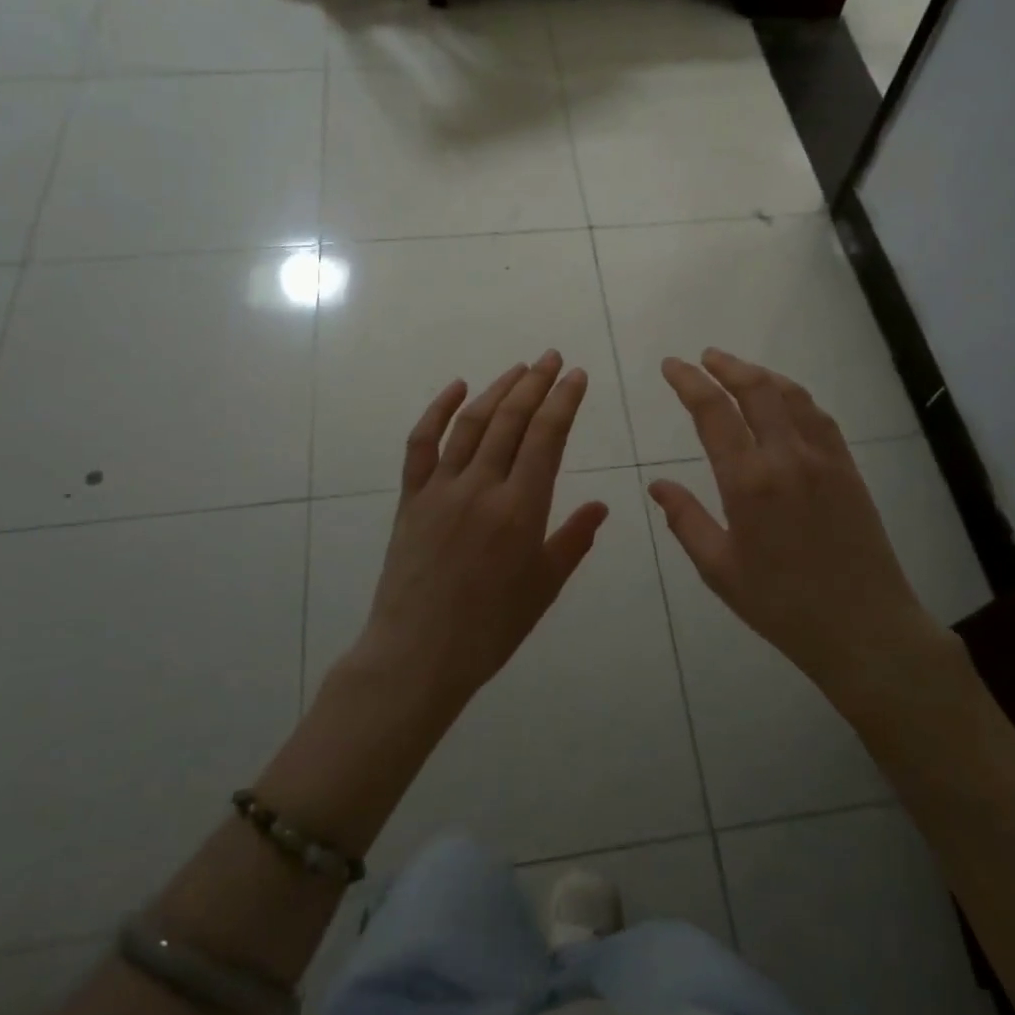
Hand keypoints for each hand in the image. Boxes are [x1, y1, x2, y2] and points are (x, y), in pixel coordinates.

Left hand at [352, 351, 609, 714]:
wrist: (417, 655)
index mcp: (521, 509)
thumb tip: (602, 507)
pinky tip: (457, 387)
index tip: (576, 375)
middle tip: (552, 358)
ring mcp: (442, 488)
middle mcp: (482, 487)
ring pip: (472, 423)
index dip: (564, 400)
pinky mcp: (412, 498)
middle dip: (535, 383)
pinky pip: (422, 444)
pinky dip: (437, 411)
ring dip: (498, 390)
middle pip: (512, 420)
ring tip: (519, 368)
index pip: (547, 437)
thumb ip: (573, 541)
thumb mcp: (543, 587)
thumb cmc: (490, 628)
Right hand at [647, 349, 949, 708]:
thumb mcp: (719, 570)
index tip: (672, 366)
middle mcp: (787, 457)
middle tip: (704, 357)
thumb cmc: (782, 605)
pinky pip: (819, 417)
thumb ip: (686, 520)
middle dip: (726, 366)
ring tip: (738, 370)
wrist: (864, 628)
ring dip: (761, 374)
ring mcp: (823, 459)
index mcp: (748, 482)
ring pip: (790, 395)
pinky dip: (794, 396)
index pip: (713, 412)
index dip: (689, 382)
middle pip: (756, 389)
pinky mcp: (848, 469)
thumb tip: (657, 485)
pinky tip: (785, 400)